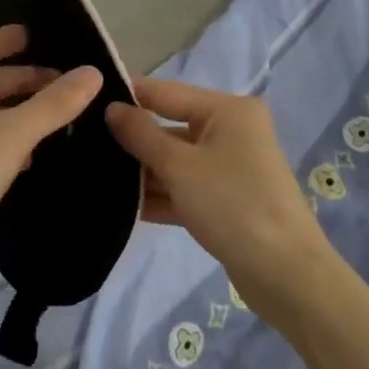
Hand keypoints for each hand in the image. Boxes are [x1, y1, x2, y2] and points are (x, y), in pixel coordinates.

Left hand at [0, 26, 102, 308]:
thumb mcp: (13, 133)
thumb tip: (93, 72)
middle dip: (21, 80)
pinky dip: (6, 145)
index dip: (4, 40)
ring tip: (57, 118)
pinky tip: (31, 159)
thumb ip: (54, 103)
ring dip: (16, 114)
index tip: (34, 35)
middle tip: (62, 83)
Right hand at [106, 78, 331, 321]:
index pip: (165, 93)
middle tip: (82, 146)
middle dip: (131, 141)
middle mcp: (230, 131)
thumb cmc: (232, 205)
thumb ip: (140, 135)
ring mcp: (229, 167)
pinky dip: (159, 195)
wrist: (286, 275)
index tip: (85, 99)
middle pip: (169, 127)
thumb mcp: (179, 167)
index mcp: (227, 110)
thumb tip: (111, 108)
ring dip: (141, 172)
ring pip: (174, 160)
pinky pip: (184, 187)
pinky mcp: (225, 199)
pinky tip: (120, 207)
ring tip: (93, 176)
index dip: (127, 95)